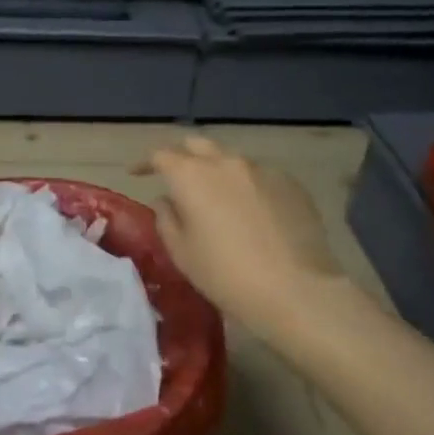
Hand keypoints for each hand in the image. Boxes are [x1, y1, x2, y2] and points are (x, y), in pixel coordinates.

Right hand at [137, 137, 358, 343]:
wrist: (296, 289)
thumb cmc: (225, 275)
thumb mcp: (181, 253)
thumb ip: (166, 219)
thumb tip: (168, 200)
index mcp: (191, 176)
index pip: (161, 155)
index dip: (145, 163)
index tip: (137, 174)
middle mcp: (226, 162)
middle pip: (197, 145)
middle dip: (182, 156)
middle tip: (176, 177)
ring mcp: (262, 170)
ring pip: (231, 160)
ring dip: (217, 172)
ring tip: (216, 198)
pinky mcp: (290, 183)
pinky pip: (260, 176)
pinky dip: (247, 186)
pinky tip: (251, 212)